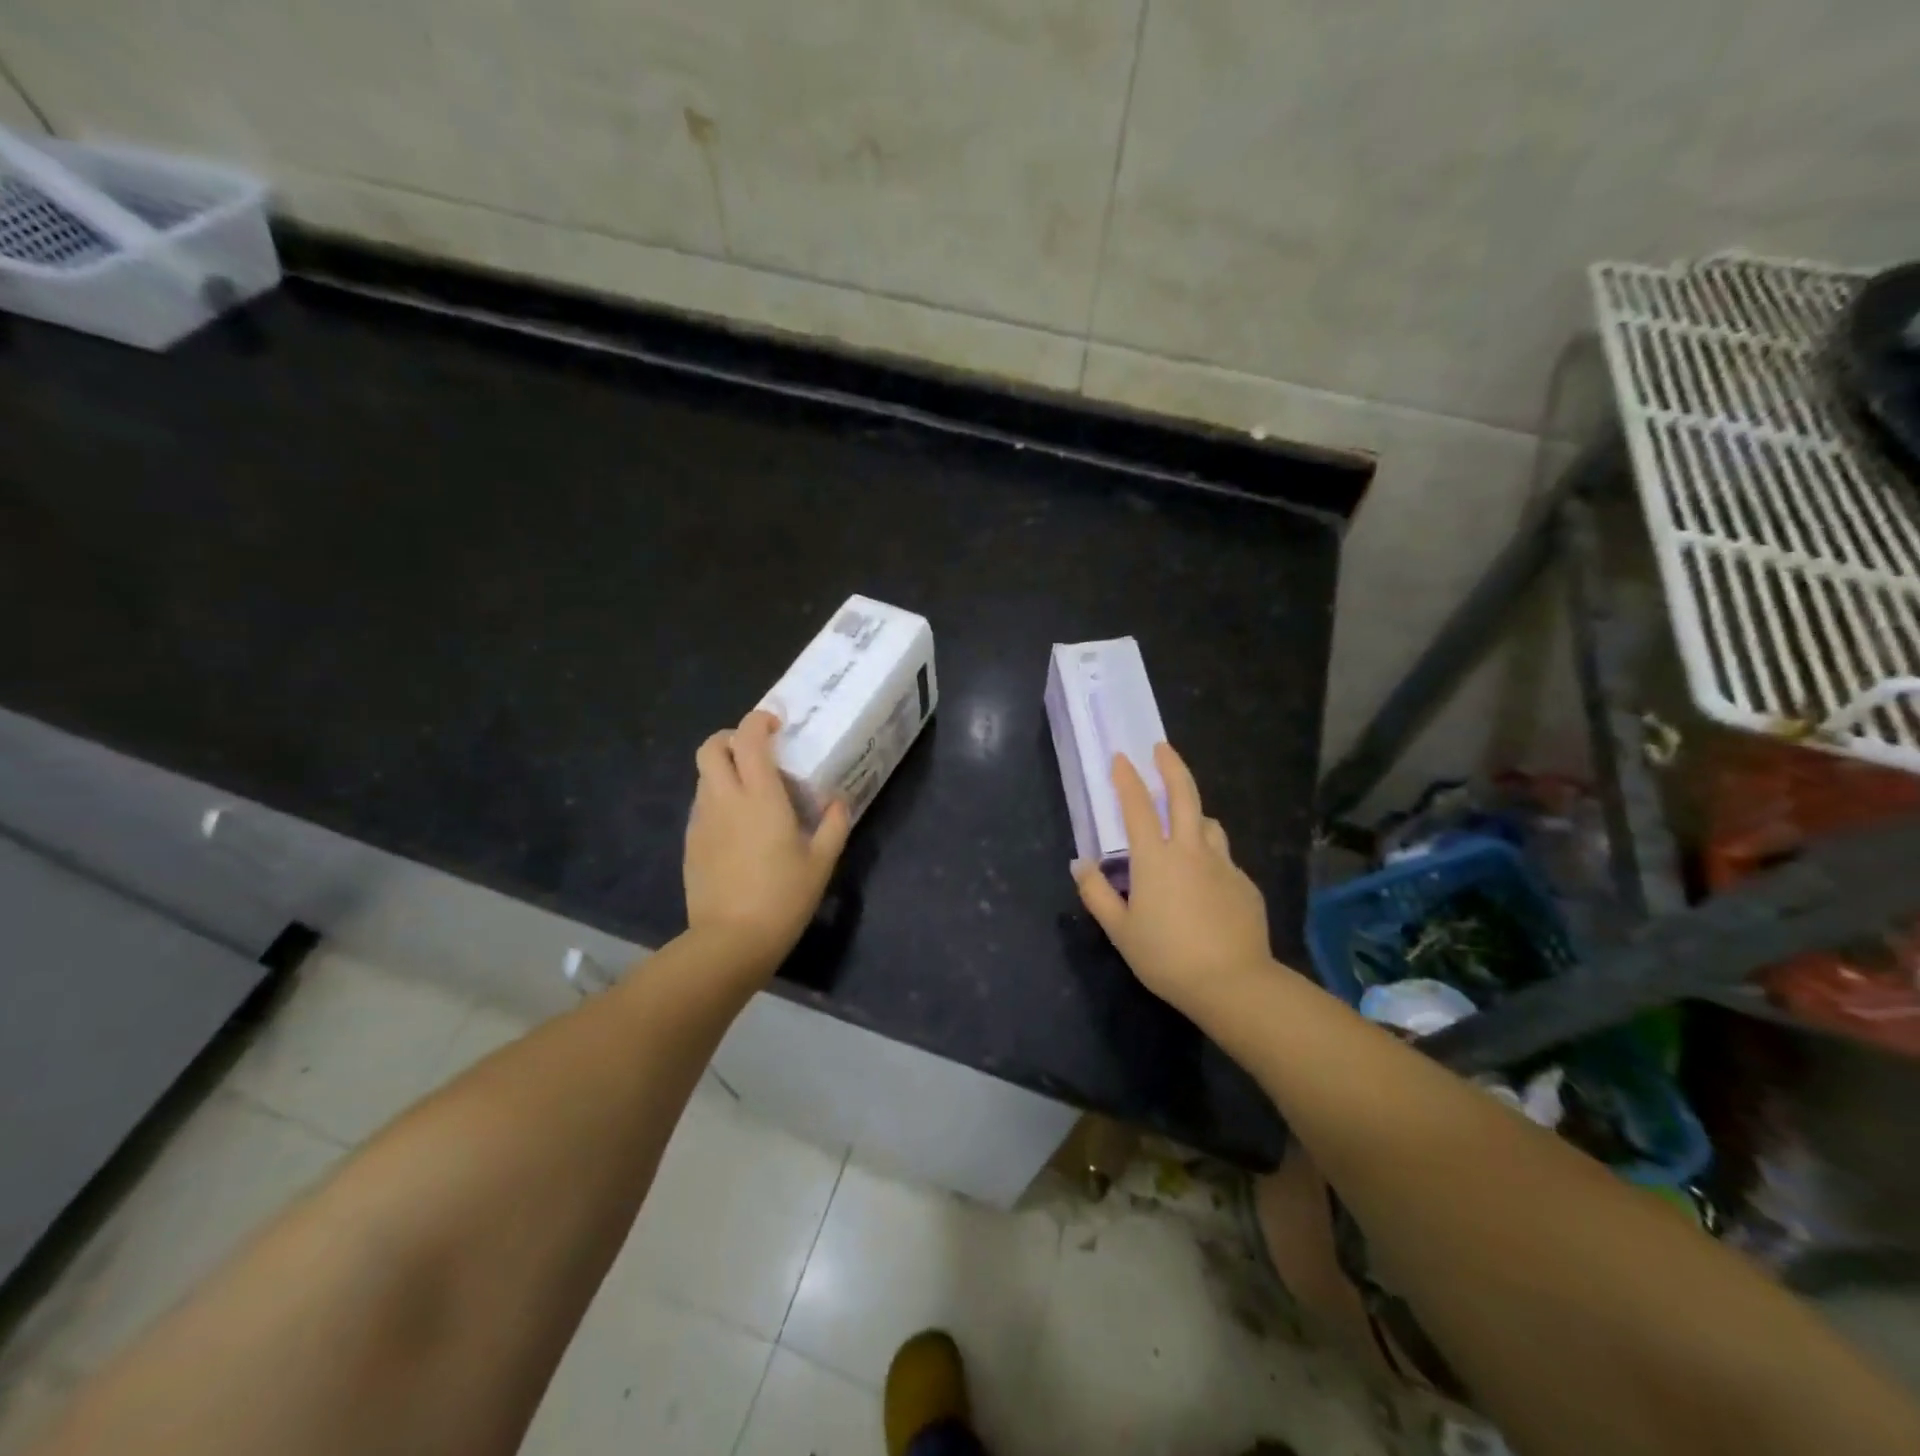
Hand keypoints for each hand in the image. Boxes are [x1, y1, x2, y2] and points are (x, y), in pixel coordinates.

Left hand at [684, 710, 850, 976]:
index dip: (758, 721)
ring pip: (704, 776)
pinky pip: (702, 806)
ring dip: (724, 770)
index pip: (748, 738)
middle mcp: (725, 799)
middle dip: (730, 738)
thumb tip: (837, 803)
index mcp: (759, 796)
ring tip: (751, 792)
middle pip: (710, 747)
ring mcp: (702, 821)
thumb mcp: (821, 862)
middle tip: (756, 752)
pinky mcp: (691, 843)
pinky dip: (717, 800)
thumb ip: (833, 826)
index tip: (776, 726)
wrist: (731, 941)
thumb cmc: (783, 897)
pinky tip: (738, 827)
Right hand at [1074, 742, 1272, 1012]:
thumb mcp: (1120, 931)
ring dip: (1196, 814)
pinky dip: (1210, 856)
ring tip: (1186, 822)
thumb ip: (1097, 894)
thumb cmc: (1167, 957)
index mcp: (1156, 859)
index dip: (1127, 779)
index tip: (1121, 757)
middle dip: (1172, 766)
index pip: (1138, 807)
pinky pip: (1223, 858)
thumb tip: (1080, 864)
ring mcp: (1223, 865)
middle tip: (1162, 748)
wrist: (1234, 983)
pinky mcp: (1245, 884)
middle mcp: (1191, 851)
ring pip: (1210, 824)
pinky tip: (1205, 882)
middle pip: (1185, 796)